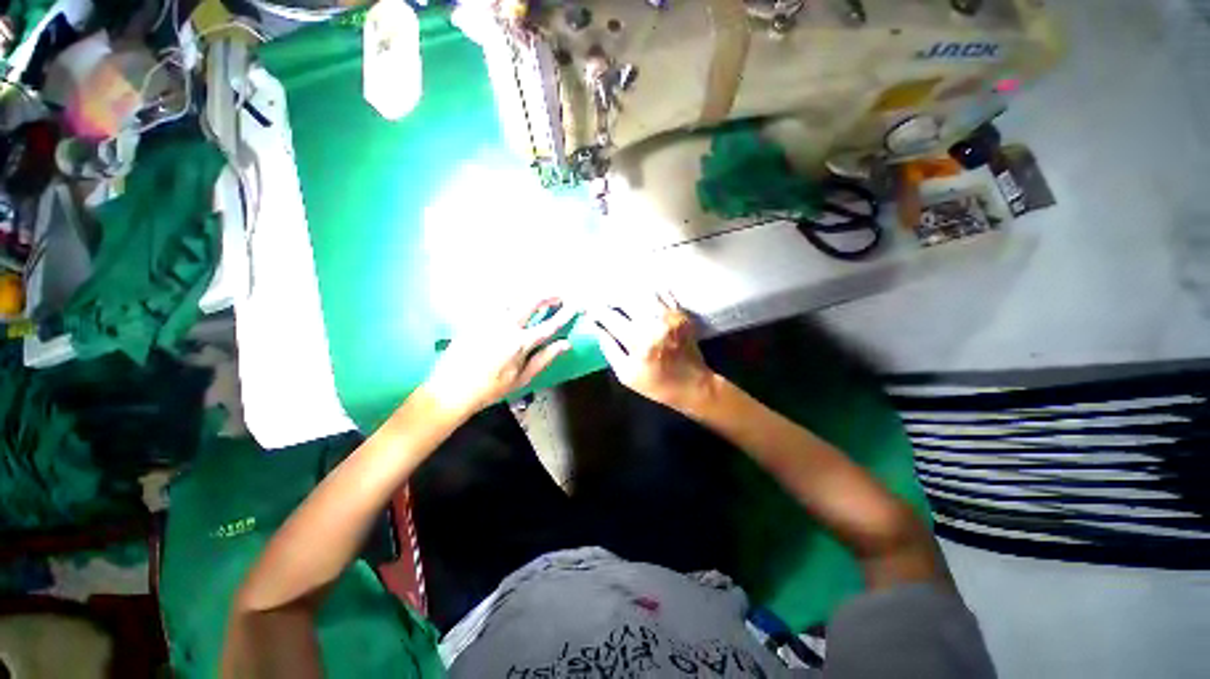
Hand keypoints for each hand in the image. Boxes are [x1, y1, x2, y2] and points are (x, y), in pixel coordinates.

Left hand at [423, 298, 575, 415]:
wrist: (451, 389)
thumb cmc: (490, 389)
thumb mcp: (522, 378)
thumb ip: (544, 358)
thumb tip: (565, 344)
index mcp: (520, 343)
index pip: (549, 325)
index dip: (565, 314)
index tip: (575, 305)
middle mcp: (506, 325)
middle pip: (532, 302)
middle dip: (548, 296)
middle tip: (558, 296)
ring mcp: (489, 319)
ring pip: (514, 298)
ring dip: (529, 295)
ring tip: (538, 297)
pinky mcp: (475, 318)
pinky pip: (496, 303)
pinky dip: (510, 299)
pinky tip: (513, 302)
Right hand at [589, 293, 715, 409]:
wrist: (693, 385)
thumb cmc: (657, 385)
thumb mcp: (626, 375)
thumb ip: (610, 350)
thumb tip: (600, 329)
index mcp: (639, 341)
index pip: (611, 317)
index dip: (597, 310)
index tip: (589, 308)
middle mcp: (655, 323)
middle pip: (626, 298)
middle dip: (611, 298)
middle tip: (605, 301)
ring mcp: (670, 316)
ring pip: (644, 292)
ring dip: (629, 293)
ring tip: (621, 296)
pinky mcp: (681, 314)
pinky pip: (663, 294)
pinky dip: (650, 293)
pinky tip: (642, 296)